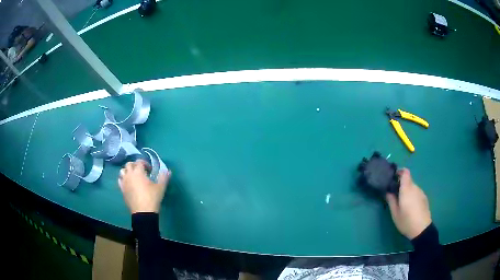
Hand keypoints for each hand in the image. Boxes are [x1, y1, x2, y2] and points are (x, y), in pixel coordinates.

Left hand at [118, 159, 170, 213]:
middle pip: (129, 164)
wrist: (143, 212)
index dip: (145, 163)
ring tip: (134, 176)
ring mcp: (124, 182)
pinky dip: (123, 179)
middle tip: (141, 171)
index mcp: (138, 172)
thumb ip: (164, 177)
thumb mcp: (161, 187)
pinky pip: (120, 180)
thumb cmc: (152, 198)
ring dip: (127, 171)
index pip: (139, 161)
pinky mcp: (122, 190)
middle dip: (135, 165)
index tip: (150, 170)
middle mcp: (129, 174)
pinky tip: (129, 184)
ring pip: (122, 171)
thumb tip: (168, 170)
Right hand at [386, 168, 431, 239]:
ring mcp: (421, 192)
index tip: (393, 177)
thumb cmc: (406, 221)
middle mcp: (415, 187)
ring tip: (403, 203)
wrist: (422, 229)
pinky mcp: (424, 197)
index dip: (399, 172)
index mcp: (407, 189)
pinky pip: (416, 192)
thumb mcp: (395, 213)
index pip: (405, 172)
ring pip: (412, 187)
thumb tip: (388, 192)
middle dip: (401, 185)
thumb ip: (391, 201)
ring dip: (407, 191)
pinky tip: (410, 207)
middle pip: (408, 180)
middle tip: (395, 195)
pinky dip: (412, 195)